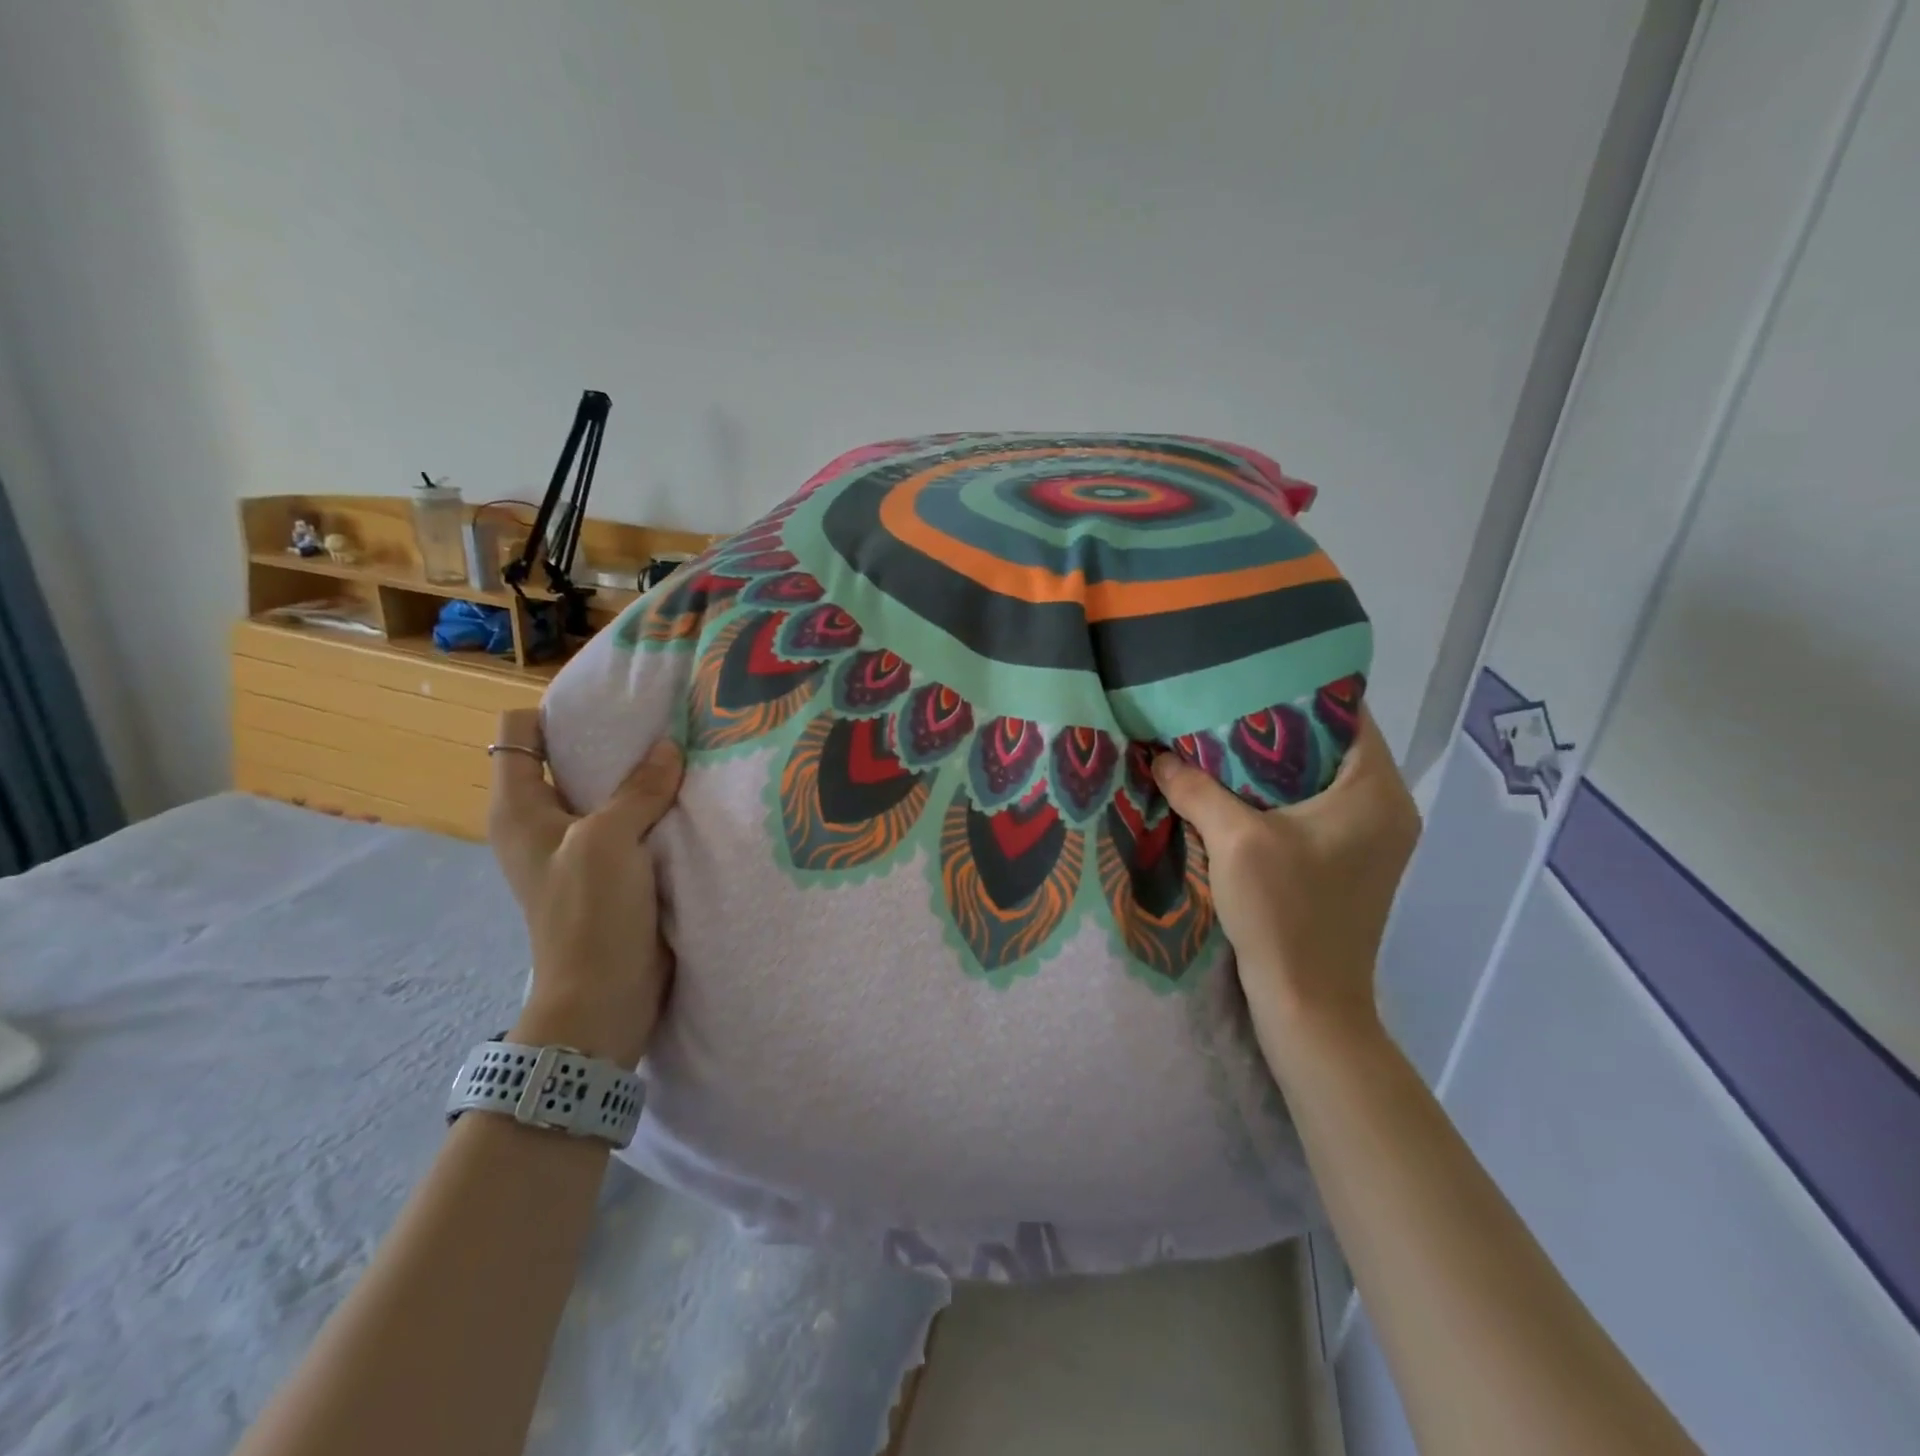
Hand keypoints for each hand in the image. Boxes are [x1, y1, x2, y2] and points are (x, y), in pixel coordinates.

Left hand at [487, 709, 684, 1066]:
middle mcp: (542, 822)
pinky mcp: (611, 872)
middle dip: (610, 739)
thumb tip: (669, 747)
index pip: (519, 733)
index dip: (556, 710)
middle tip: (660, 720)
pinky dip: (653, 808)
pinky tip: (688, 796)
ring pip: (605, 791)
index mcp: (520, 808)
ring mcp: (578, 848)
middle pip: (568, 758)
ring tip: (682, 753)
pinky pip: (631, 822)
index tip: (610, 702)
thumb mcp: (609, 841)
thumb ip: (638, 789)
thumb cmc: (589, 914)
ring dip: (638, 776)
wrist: (604, 998)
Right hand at [1152, 708, 1420, 1055]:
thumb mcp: (1234, 841)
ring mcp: (1373, 839)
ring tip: (1220, 742)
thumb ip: (1196, 788)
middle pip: (1333, 745)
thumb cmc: (1285, 914)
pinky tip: (1235, 791)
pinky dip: (1280, 794)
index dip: (1299, 690)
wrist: (1309, 1004)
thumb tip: (1159, 756)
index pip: (1348, 714)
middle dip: (1277, 726)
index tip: (1248, 677)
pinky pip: (1316, 808)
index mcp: (1376, 792)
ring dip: (1275, 763)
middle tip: (1223, 707)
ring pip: (1321, 778)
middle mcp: (1387, 809)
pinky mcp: (1352, 863)